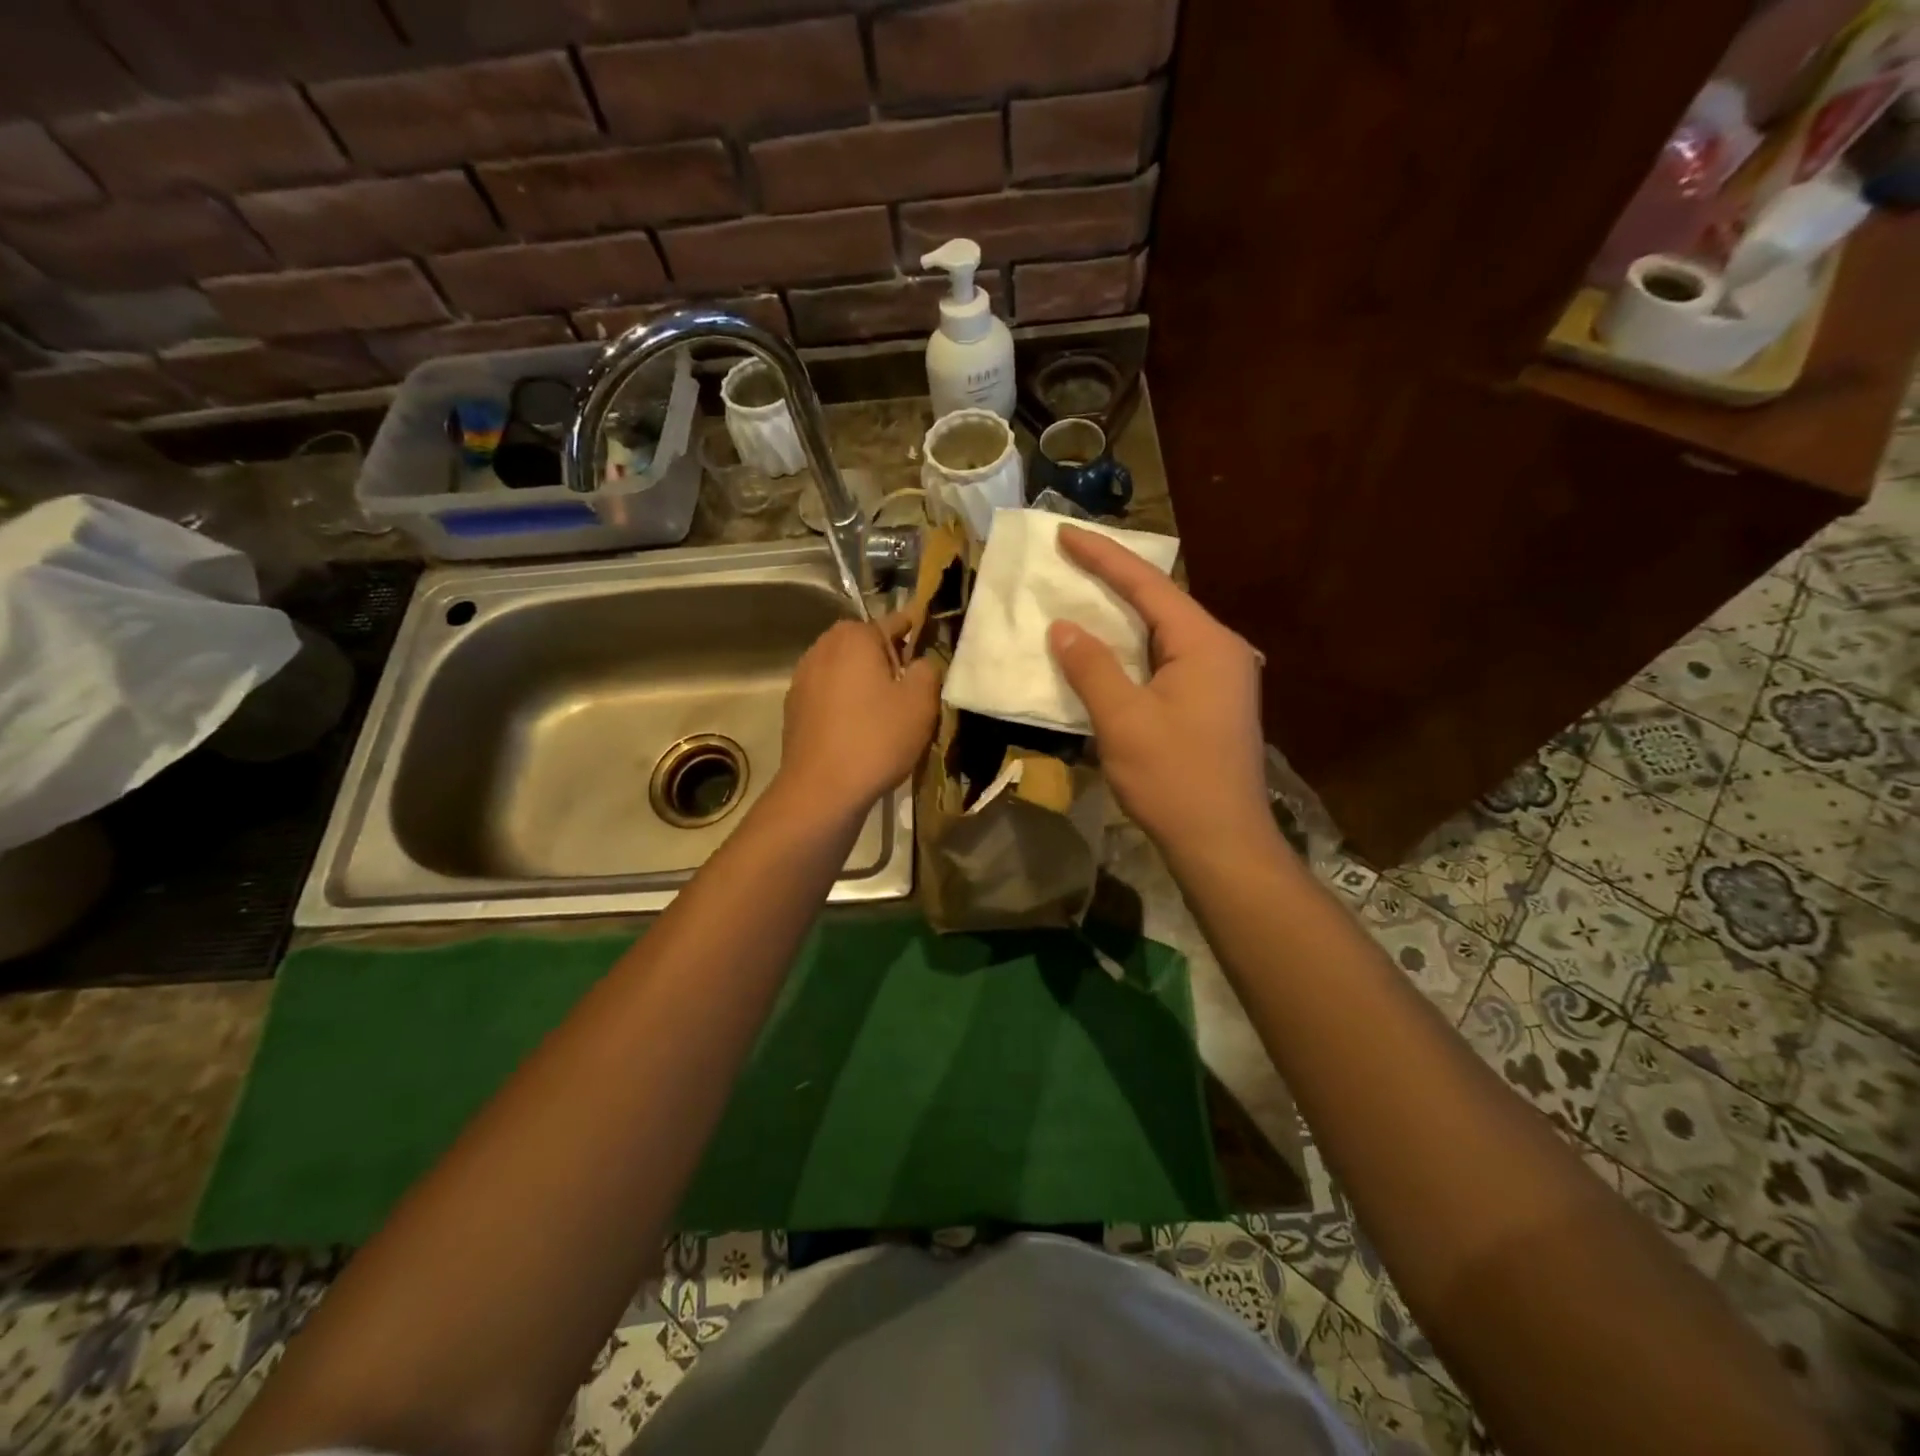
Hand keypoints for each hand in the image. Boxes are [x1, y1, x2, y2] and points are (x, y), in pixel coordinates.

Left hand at [776, 613, 940, 819]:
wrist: (821, 790)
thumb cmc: (876, 739)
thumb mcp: (921, 702)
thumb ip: (928, 668)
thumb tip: (920, 661)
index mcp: (854, 637)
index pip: (896, 621)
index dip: (919, 632)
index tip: (934, 646)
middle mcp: (823, 647)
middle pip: (866, 644)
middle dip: (889, 659)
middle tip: (912, 687)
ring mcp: (803, 678)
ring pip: (845, 670)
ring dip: (865, 682)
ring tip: (886, 711)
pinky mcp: (794, 708)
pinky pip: (829, 694)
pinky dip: (846, 703)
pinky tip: (859, 729)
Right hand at [1047, 525, 1273, 856]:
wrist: (1222, 843)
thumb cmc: (1173, 779)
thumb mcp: (1123, 720)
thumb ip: (1091, 667)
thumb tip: (1063, 627)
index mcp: (1204, 643)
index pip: (1148, 585)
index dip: (1103, 557)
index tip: (1065, 533)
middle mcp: (1220, 650)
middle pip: (1160, 602)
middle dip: (1114, 579)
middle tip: (1070, 558)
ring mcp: (1220, 678)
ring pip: (1163, 632)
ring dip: (1123, 616)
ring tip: (1083, 594)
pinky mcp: (1212, 703)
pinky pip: (1166, 659)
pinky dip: (1133, 649)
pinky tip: (1108, 650)